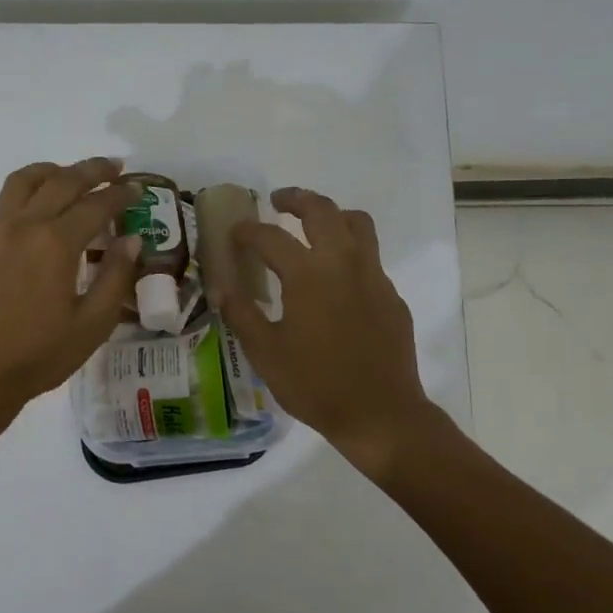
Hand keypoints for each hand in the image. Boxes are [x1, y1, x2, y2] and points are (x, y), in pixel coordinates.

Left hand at [0, 158, 140, 414]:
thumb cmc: (40, 356)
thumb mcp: (93, 324)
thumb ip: (116, 277)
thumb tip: (131, 239)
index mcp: (57, 243)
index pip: (96, 205)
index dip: (121, 195)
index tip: (137, 189)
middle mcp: (22, 228)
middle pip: (60, 182)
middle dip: (90, 170)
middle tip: (111, 168)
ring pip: (15, 186)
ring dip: (42, 172)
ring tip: (60, 173)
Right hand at [218, 187, 435, 478]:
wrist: (380, 413)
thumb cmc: (315, 384)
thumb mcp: (265, 352)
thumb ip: (241, 314)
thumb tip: (220, 287)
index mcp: (308, 274)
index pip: (271, 236)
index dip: (248, 231)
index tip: (235, 232)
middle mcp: (344, 263)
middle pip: (322, 211)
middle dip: (297, 198)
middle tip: (278, 202)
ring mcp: (373, 277)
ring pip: (357, 224)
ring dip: (332, 215)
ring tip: (313, 225)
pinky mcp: (391, 296)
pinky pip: (370, 258)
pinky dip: (349, 252)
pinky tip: (336, 280)